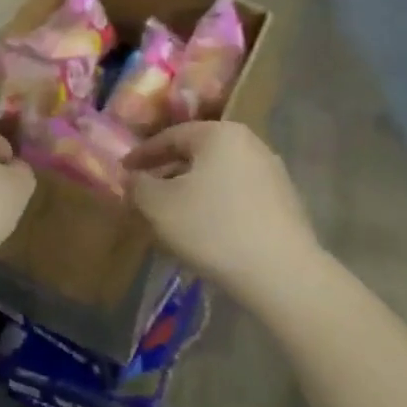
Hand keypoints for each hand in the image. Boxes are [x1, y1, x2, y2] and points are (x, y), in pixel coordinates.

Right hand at [125, 122, 318, 298]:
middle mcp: (250, 143)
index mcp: (220, 134)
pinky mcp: (284, 202)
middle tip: (144, 193)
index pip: (171, 136)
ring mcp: (272, 172)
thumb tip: (133, 178)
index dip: (142, 154)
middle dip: (168, 172)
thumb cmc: (212, 228)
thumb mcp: (159, 206)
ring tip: (171, 214)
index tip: (123, 171)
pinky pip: (237, 195)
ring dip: (191, 190)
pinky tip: (204, 229)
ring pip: (217, 175)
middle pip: (197, 154)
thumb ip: (138, 185)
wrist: (281, 273)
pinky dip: (214, 204)